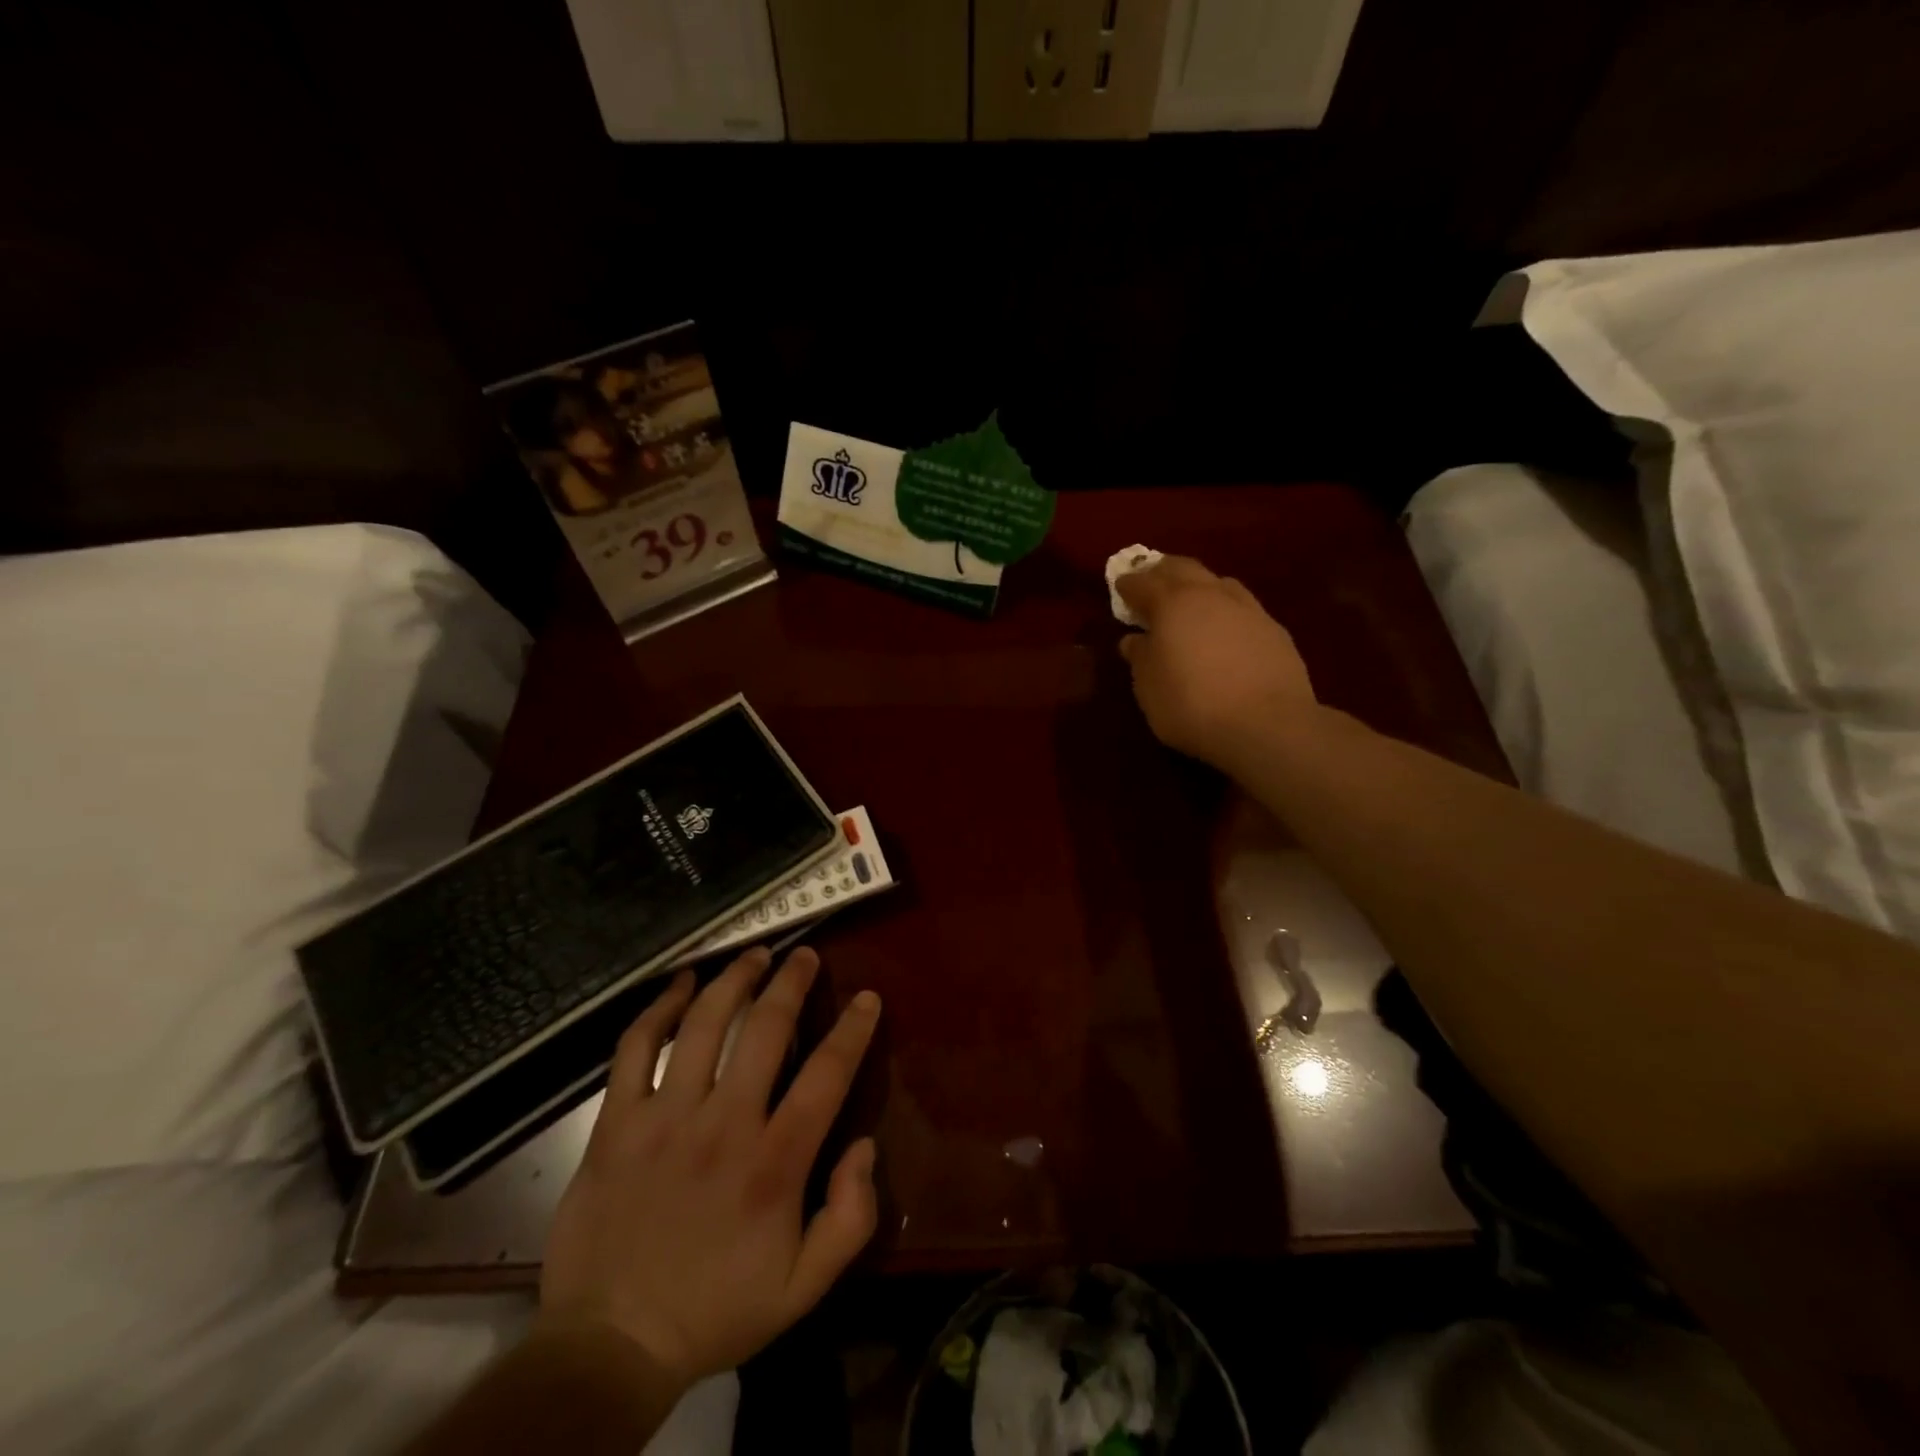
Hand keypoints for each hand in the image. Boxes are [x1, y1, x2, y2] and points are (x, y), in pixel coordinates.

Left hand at [538, 947, 880, 1394]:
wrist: (609, 1348)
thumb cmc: (716, 1312)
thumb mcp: (804, 1288)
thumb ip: (851, 1217)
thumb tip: (864, 1144)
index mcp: (774, 1164)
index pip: (826, 1075)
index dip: (853, 1029)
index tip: (867, 998)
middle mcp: (723, 1126)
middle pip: (765, 1030)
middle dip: (791, 982)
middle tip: (805, 955)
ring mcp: (664, 1119)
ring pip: (704, 1024)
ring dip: (734, 980)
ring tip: (753, 955)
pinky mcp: (616, 1123)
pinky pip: (635, 1048)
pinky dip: (659, 1008)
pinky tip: (680, 984)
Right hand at [1116, 555, 1315, 769]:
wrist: (1267, 726)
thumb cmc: (1192, 705)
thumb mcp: (1149, 688)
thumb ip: (1140, 658)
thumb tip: (1135, 640)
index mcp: (1172, 604)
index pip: (1142, 583)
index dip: (1128, 584)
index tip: (1120, 587)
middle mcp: (1209, 595)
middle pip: (1182, 568)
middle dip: (1162, 572)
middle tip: (1150, 582)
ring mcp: (1247, 608)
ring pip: (1217, 582)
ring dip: (1198, 585)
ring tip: (1189, 602)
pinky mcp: (1274, 629)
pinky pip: (1242, 606)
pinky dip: (1225, 609)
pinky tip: (1224, 628)